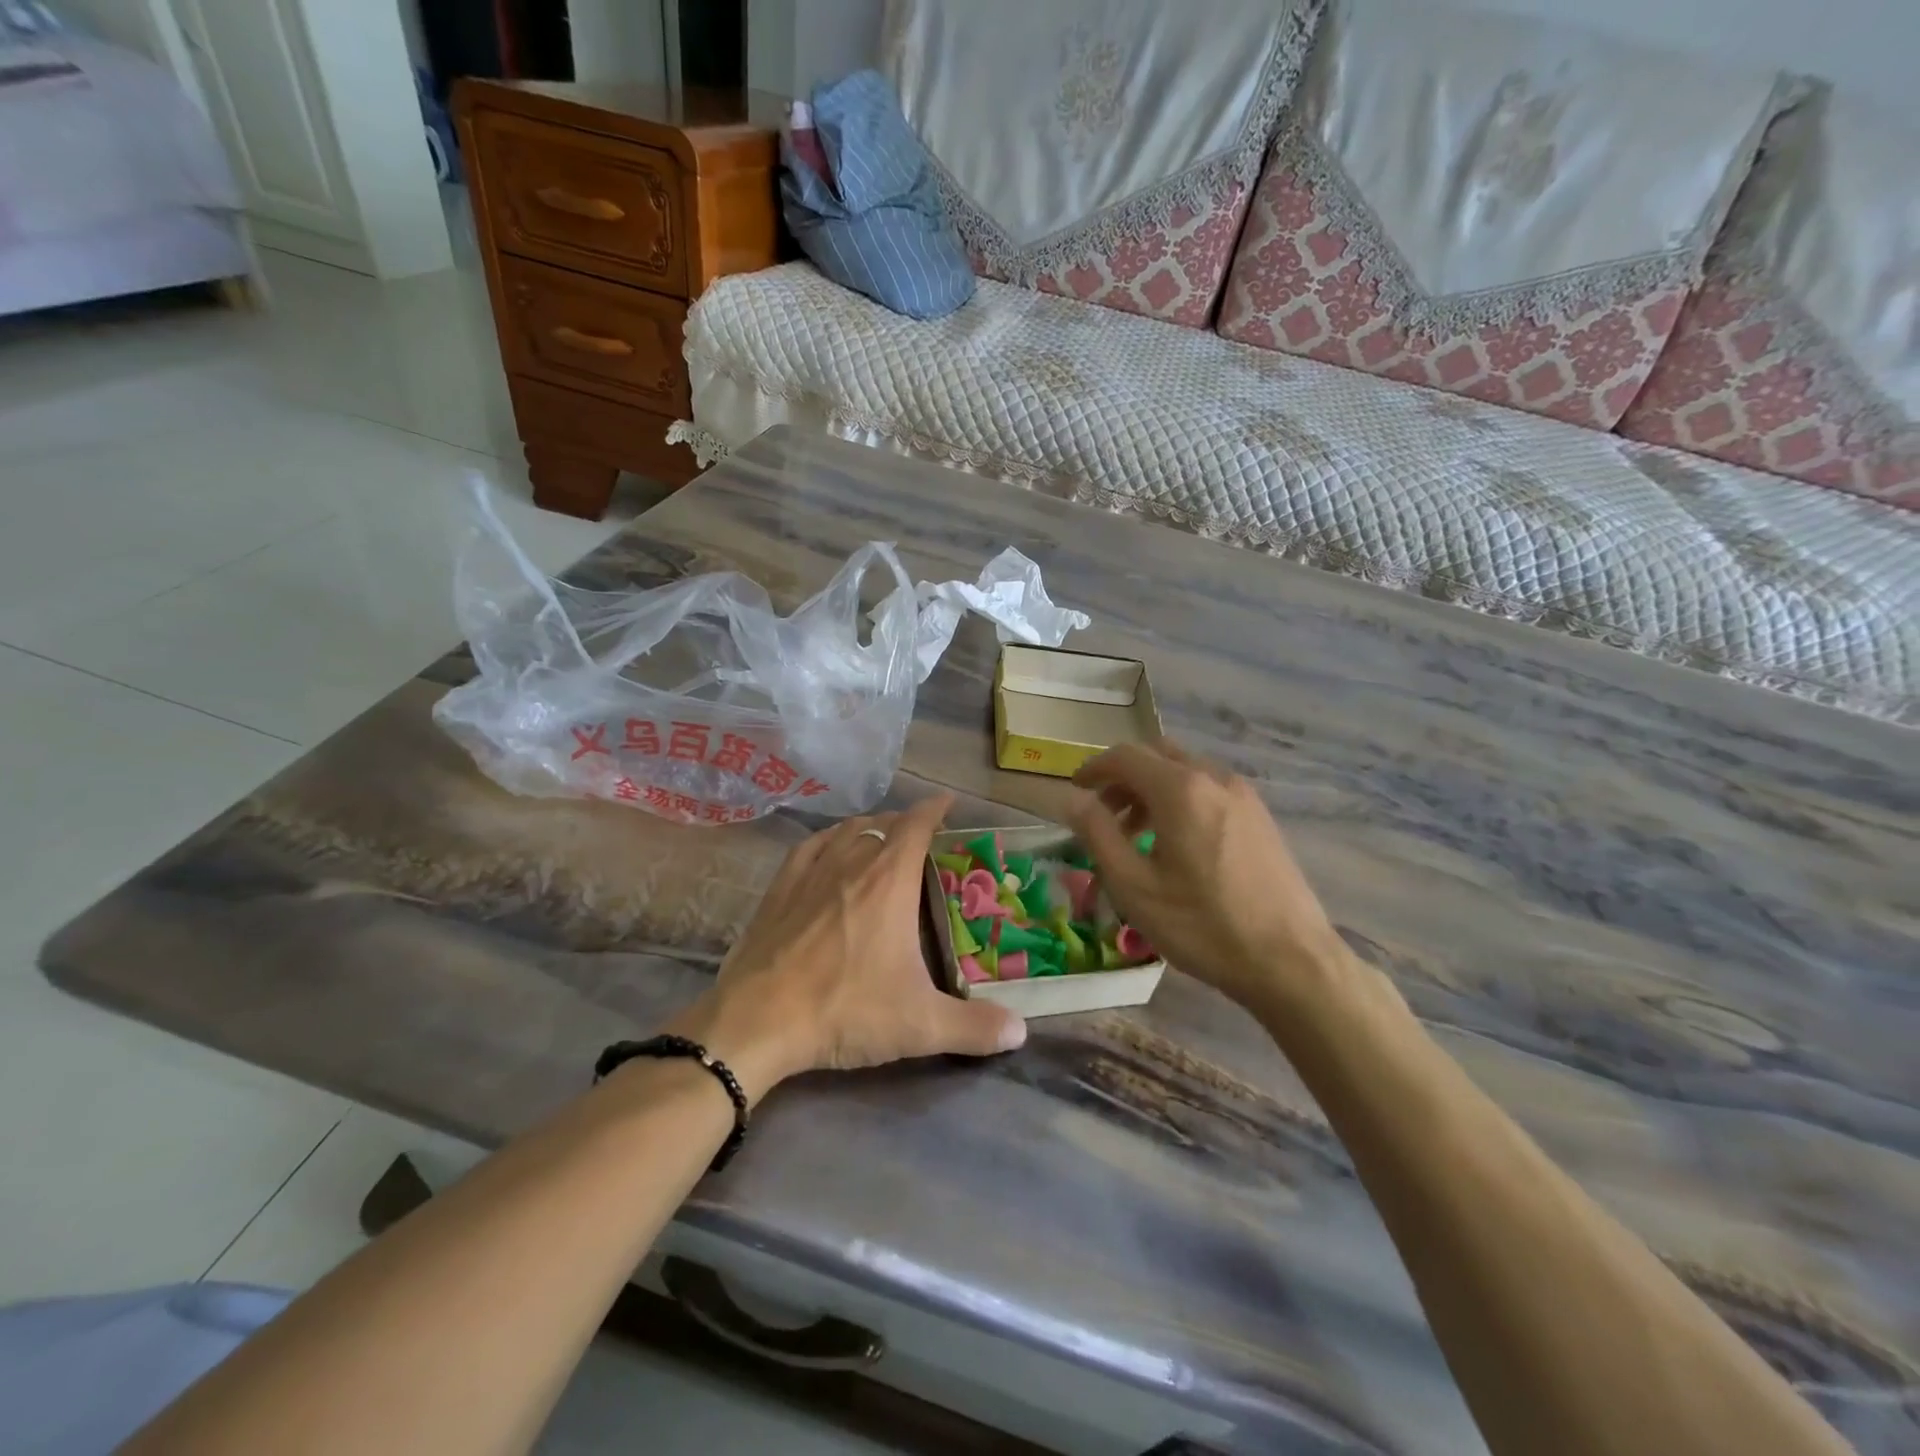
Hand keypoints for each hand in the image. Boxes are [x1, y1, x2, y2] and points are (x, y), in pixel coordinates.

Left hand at [673, 794, 1026, 1101]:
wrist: (758, 1021)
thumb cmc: (845, 1010)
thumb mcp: (920, 1025)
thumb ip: (975, 1027)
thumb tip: (1021, 1032)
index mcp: (889, 880)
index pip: (917, 824)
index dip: (935, 809)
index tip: (948, 802)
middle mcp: (851, 862)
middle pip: (883, 825)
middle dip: (905, 824)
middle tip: (922, 841)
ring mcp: (810, 872)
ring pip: (846, 831)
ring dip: (868, 828)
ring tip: (880, 840)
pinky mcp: (779, 888)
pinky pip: (810, 847)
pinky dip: (828, 840)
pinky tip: (829, 850)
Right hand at [1066, 740, 1350, 1014]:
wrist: (1291, 961)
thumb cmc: (1203, 925)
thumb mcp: (1134, 886)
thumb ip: (1098, 834)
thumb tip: (1074, 800)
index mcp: (1180, 789)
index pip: (1126, 756)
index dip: (1094, 768)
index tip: (1075, 791)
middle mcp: (1214, 778)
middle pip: (1158, 755)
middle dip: (1124, 776)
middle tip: (1103, 812)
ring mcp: (1243, 796)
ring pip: (1186, 771)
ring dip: (1152, 789)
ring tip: (1136, 835)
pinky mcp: (1260, 816)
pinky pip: (1209, 789)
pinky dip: (1181, 799)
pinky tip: (1177, 844)